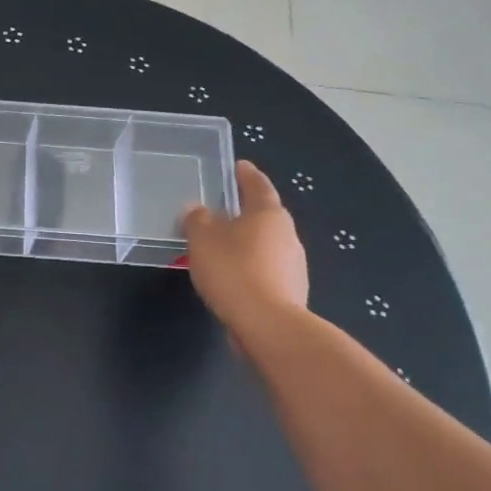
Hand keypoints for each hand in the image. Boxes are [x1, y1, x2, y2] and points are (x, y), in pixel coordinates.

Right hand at [182, 161, 308, 336]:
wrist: (267, 324)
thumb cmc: (233, 271)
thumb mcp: (202, 240)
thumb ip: (197, 220)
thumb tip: (196, 209)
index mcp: (268, 213)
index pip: (257, 185)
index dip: (246, 174)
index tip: (238, 165)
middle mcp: (287, 233)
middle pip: (263, 216)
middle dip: (242, 213)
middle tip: (218, 211)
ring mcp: (293, 263)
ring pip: (264, 244)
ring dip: (244, 243)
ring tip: (219, 249)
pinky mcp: (290, 290)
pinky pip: (264, 270)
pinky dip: (248, 268)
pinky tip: (230, 279)